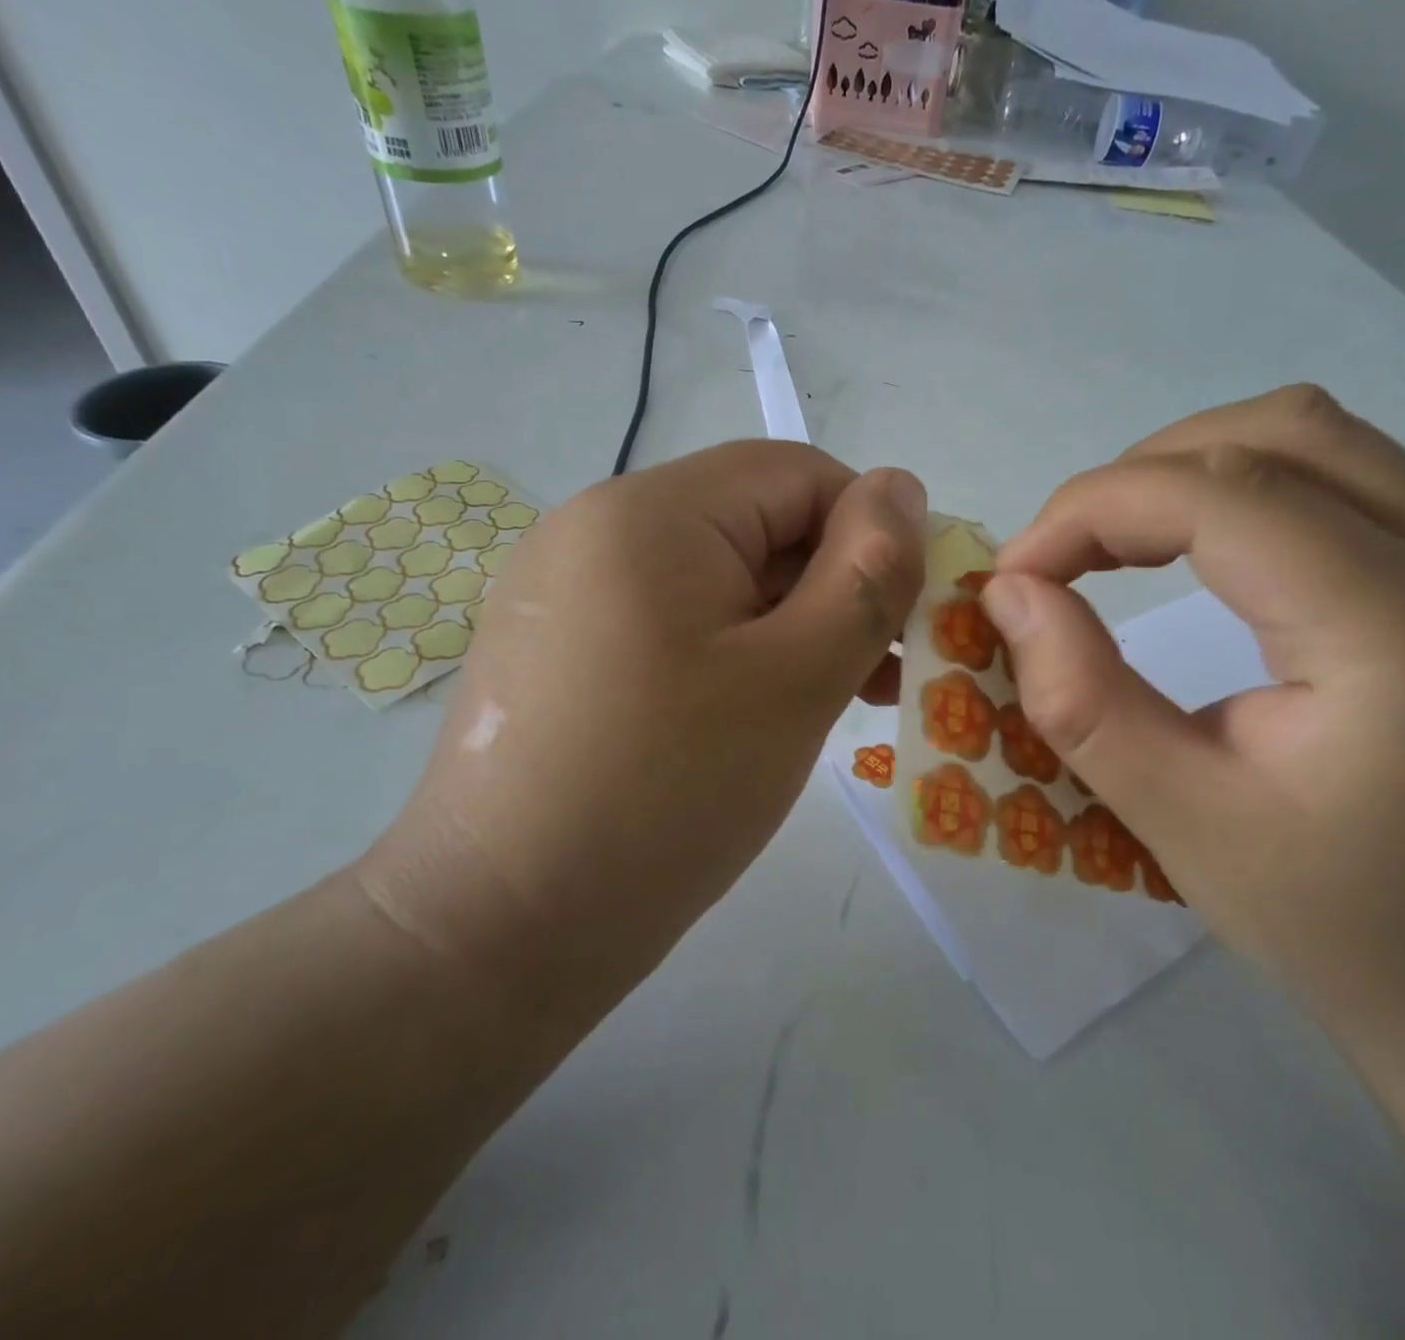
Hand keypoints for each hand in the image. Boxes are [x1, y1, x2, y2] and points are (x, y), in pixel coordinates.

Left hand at [362, 441, 926, 1020]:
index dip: (870, 535)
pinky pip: (671, 615)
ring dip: (787, 623)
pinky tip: (755, 712)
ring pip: (717, 573)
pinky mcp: (558, 640)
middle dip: (830, 586)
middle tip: (875, 678)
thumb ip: (867, 573)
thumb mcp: (798, 678)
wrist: (500, 930)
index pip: (798, 474)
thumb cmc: (667, 794)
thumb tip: (903, 488)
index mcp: (650, 512)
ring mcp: (566, 584)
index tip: (900, 623)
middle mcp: (596, 524)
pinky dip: (731, 648)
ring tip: (831, 701)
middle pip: (755, 521)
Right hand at [981, 386, 1404, 1069]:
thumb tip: (1010, 594)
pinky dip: (1236, 487)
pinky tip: (1192, 550)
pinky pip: (1334, 474)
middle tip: (1062, 559)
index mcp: (1396, 630)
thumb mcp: (1179, 821)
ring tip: (1115, 543)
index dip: (1092, 511)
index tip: (1014, 575)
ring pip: (1308, 435)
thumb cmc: (1336, 922)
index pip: (1220, 495)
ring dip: (1187, 468)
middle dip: (1135, 479)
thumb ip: (1082, 698)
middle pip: (1271, 434)